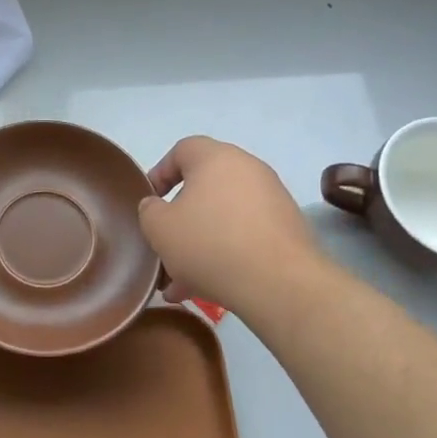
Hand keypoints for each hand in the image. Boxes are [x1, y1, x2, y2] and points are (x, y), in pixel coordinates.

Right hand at [137, 136, 322, 319]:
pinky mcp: (286, 229)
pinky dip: (225, 253)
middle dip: (180, 219)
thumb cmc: (209, 244)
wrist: (278, 283)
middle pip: (204, 188)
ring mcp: (272, 199)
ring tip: (181, 281)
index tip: (150, 202)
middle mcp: (248, 169)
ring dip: (200, 244)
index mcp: (216, 158)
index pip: (182, 150)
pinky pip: (245, 235)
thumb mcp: (160, 228)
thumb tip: (157, 206)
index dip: (160, 173)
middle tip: (165, 245)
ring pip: (223, 217)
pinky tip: (208, 287)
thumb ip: (150, 211)